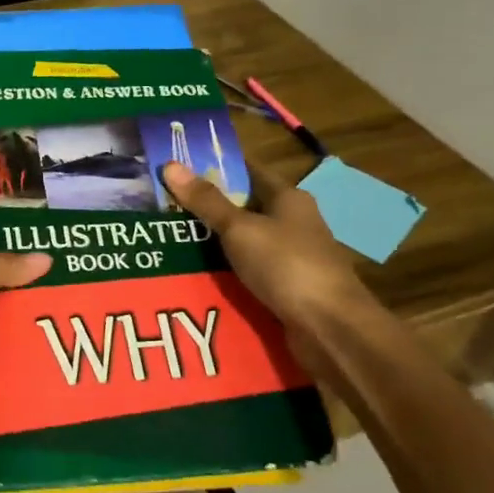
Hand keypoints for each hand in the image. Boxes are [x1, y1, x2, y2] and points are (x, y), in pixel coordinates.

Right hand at [160, 161, 369, 331]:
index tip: (178, 167)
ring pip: (245, 241)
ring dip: (214, 242)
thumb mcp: (240, 229)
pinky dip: (227, 271)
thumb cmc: (287, 265)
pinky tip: (197, 275)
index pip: (248, 171)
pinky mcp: (287, 287)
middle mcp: (293, 222)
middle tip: (163, 206)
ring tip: (171, 240)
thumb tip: (169, 164)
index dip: (215, 166)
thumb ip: (206, 201)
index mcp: (288, 198)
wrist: (330, 328)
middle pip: (244, 207)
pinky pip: (249, 271)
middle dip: (207, 208)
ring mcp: (292, 256)